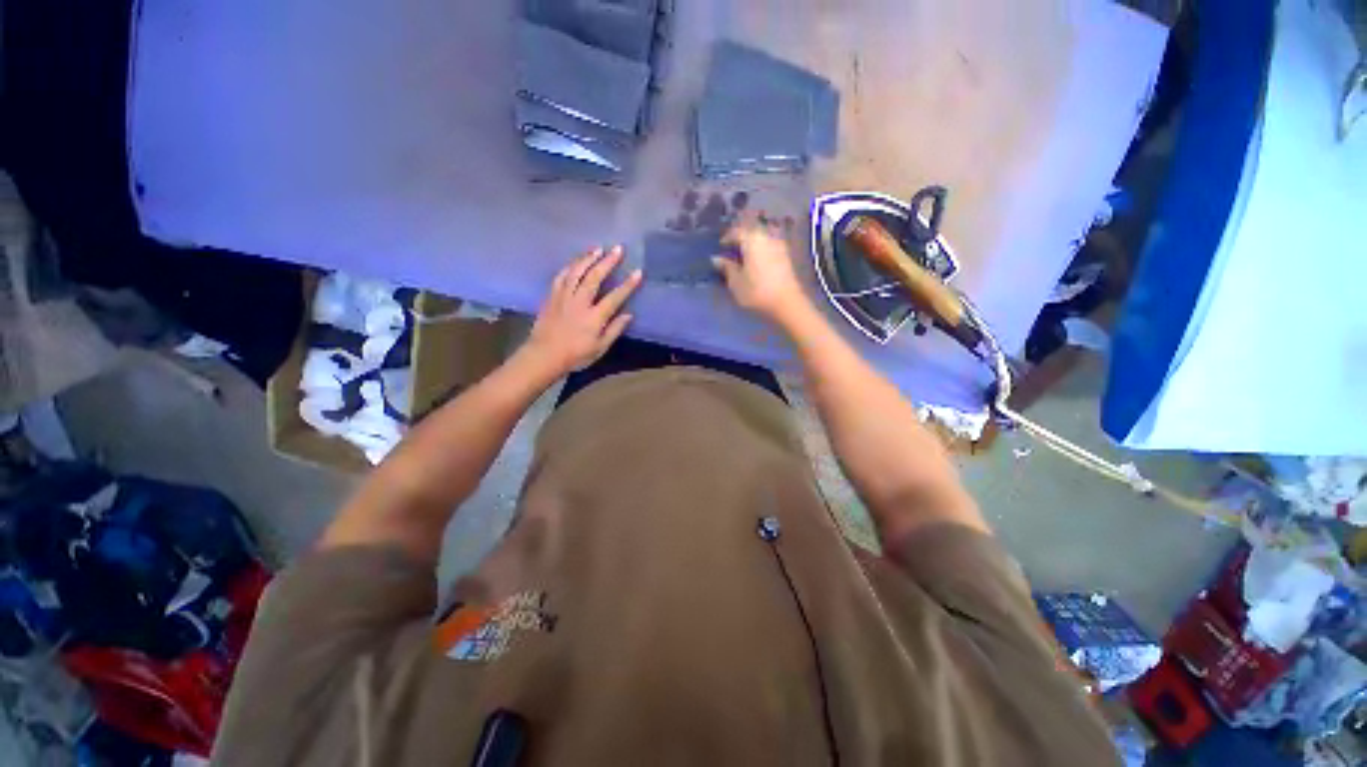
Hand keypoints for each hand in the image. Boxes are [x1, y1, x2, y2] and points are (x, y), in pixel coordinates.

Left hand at [523, 246, 641, 376]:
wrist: (544, 356)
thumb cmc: (575, 355)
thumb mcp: (600, 348)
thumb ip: (614, 330)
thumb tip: (628, 314)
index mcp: (594, 317)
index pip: (614, 297)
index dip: (628, 285)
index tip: (638, 272)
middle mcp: (579, 303)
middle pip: (594, 278)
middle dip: (607, 262)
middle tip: (618, 249)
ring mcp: (563, 297)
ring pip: (576, 272)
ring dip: (588, 258)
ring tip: (598, 249)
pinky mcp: (551, 297)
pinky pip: (561, 277)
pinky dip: (570, 267)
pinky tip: (576, 261)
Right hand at [713, 216, 810, 325]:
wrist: (787, 303)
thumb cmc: (757, 292)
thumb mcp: (736, 282)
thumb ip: (726, 267)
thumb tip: (716, 258)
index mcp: (752, 240)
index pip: (736, 231)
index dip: (726, 238)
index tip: (720, 247)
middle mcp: (766, 237)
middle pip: (750, 233)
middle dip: (740, 240)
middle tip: (731, 251)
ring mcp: (778, 246)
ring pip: (761, 239)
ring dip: (751, 246)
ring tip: (743, 258)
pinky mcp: (786, 256)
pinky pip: (769, 247)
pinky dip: (760, 251)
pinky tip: (755, 264)